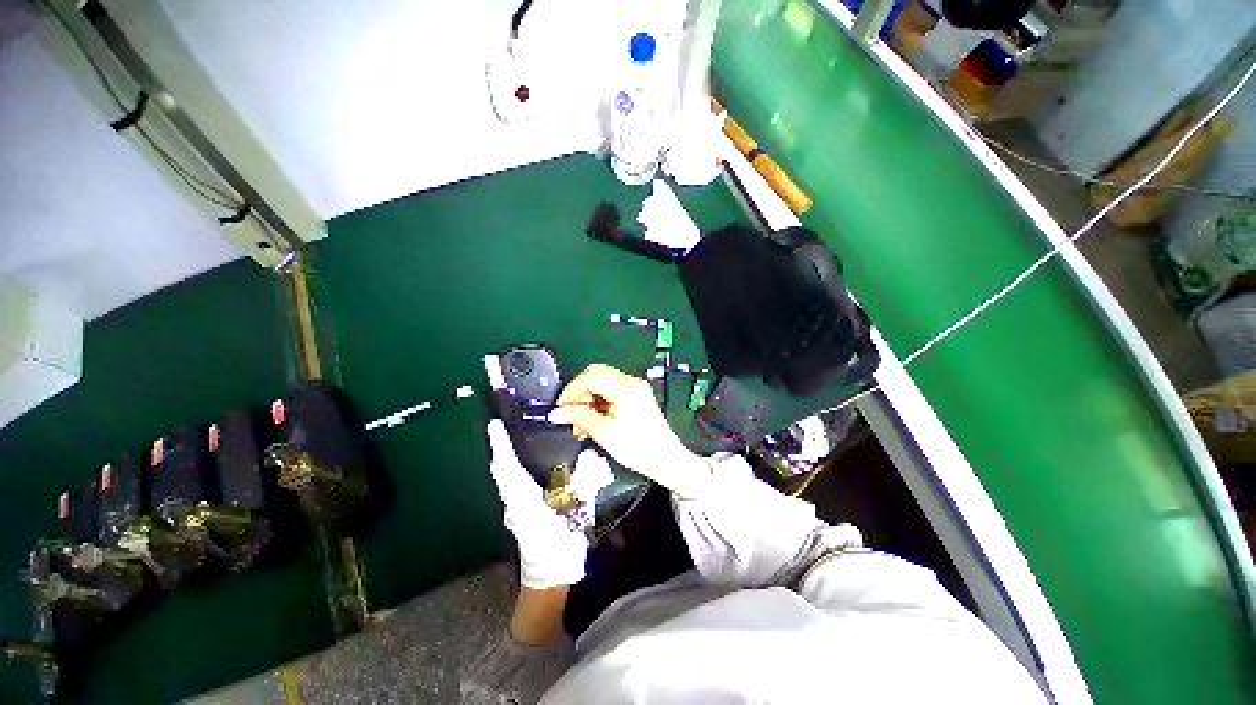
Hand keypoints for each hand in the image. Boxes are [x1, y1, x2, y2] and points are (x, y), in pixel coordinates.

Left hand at [486, 420, 597, 588]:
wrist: (549, 578)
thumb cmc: (560, 544)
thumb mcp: (577, 511)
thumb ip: (585, 482)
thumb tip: (591, 455)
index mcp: (525, 498)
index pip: (509, 465)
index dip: (501, 444)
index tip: (493, 425)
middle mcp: (513, 502)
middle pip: (500, 472)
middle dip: (497, 450)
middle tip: (497, 430)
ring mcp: (513, 511)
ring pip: (502, 480)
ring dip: (501, 461)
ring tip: (505, 444)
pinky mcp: (518, 517)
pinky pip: (509, 488)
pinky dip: (508, 473)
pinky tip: (518, 470)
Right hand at [548, 364, 711, 498]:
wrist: (666, 460)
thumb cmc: (639, 448)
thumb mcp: (605, 433)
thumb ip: (579, 418)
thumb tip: (556, 413)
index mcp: (626, 387)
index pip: (591, 376)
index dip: (571, 390)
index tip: (560, 407)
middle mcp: (631, 382)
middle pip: (596, 376)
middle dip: (579, 394)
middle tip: (568, 414)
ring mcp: (635, 389)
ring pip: (602, 385)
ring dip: (588, 402)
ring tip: (580, 426)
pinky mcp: (636, 398)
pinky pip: (611, 394)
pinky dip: (598, 406)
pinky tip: (591, 424)